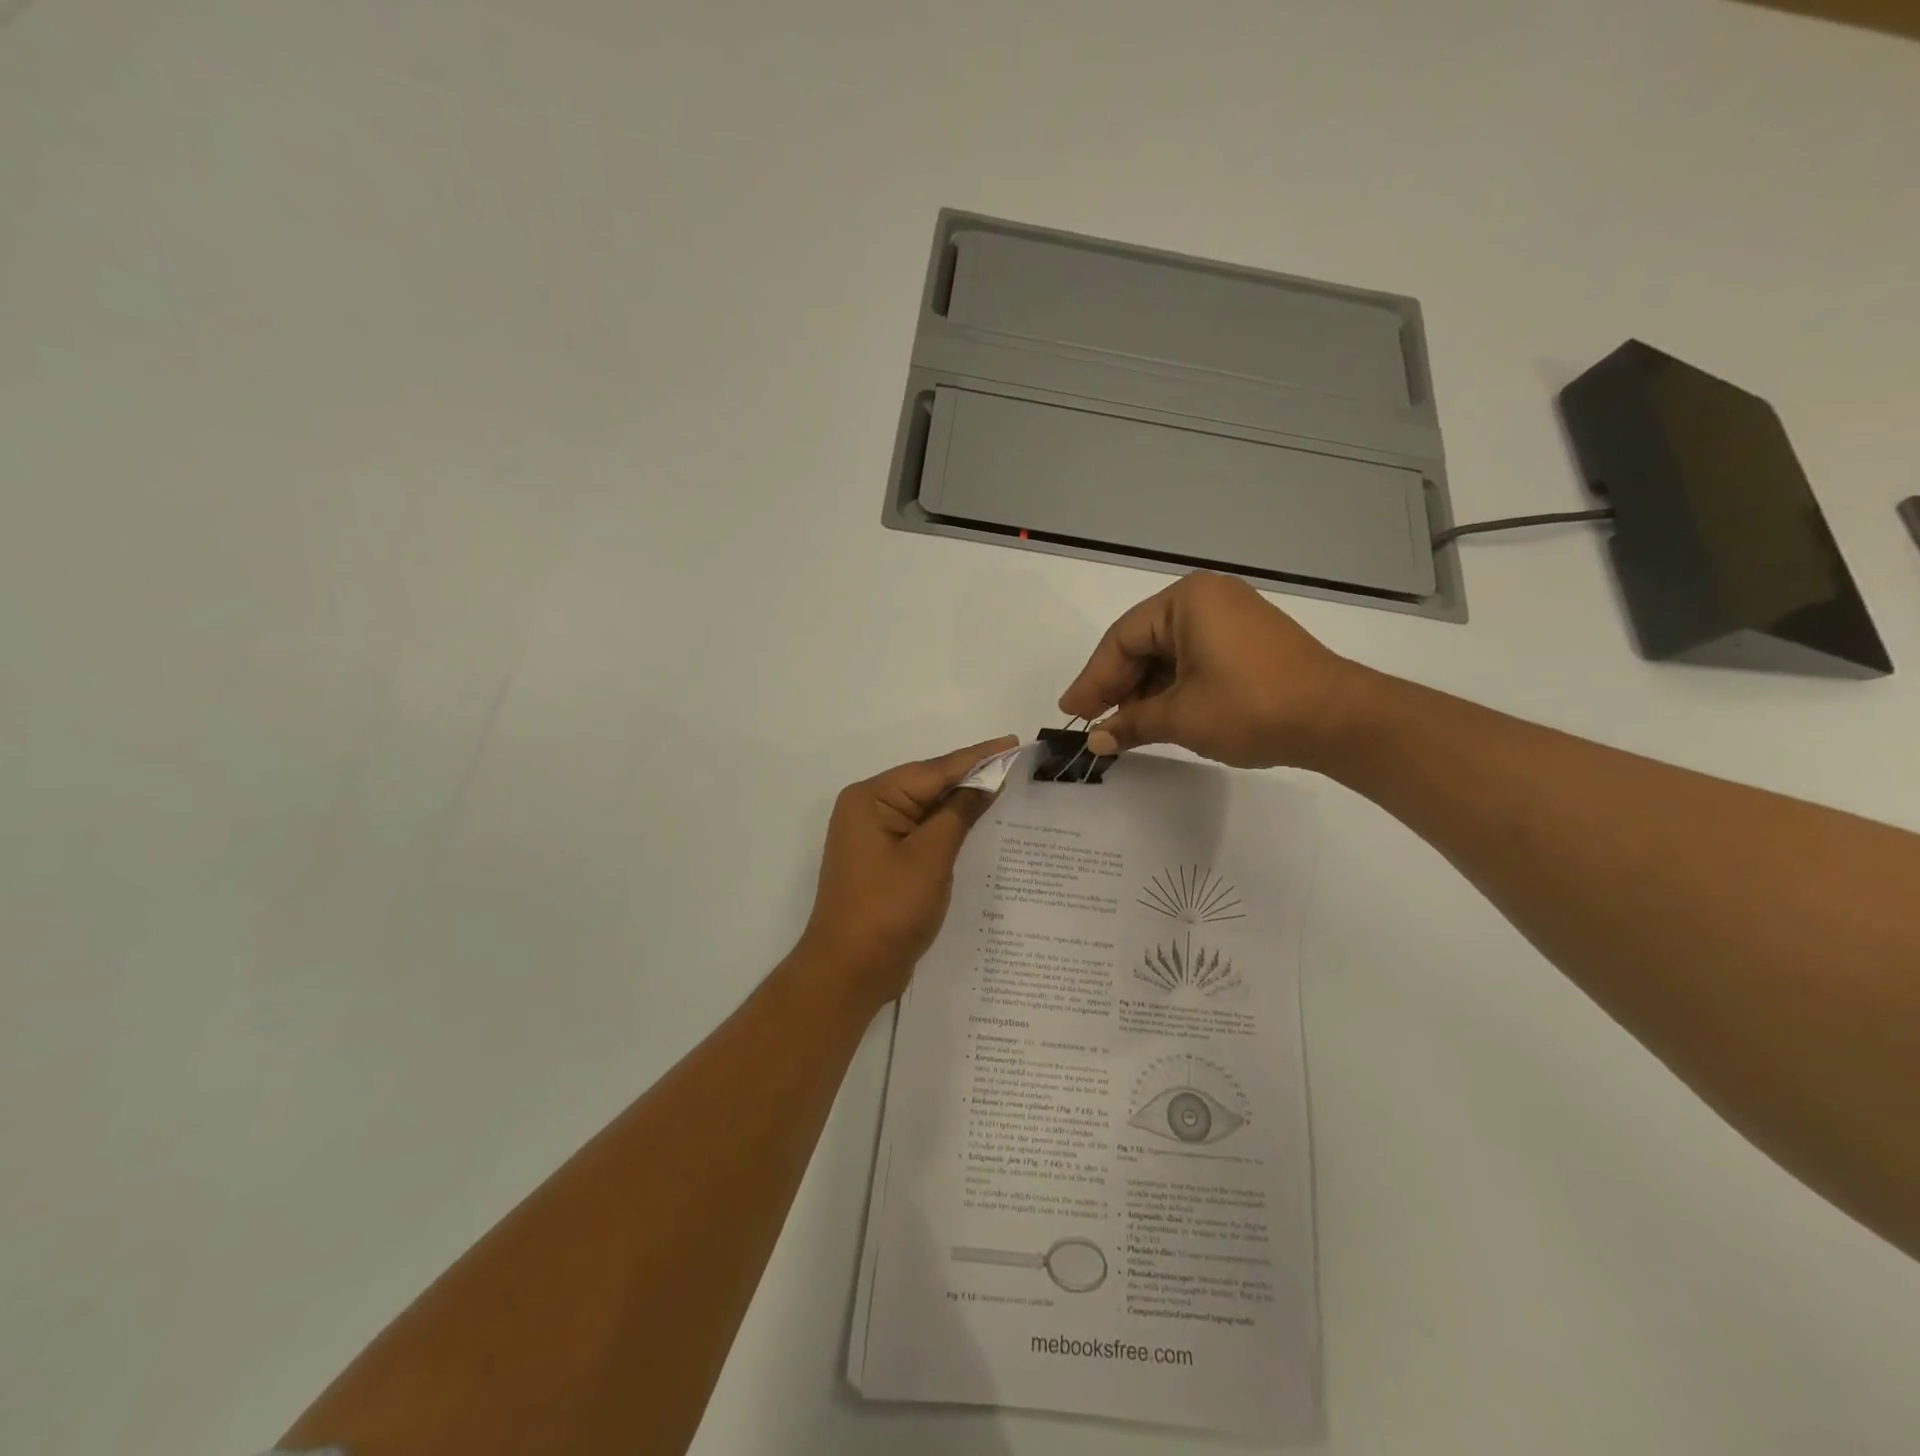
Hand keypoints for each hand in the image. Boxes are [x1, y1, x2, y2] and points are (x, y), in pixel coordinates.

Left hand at [800, 736, 1018, 1006]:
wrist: (849, 972)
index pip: (933, 770)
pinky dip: (949, 827)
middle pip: (928, 785)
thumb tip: (985, 782)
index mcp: (871, 799)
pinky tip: (977, 822)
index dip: (977, 757)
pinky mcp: (883, 860)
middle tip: (1015, 763)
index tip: (1012, 742)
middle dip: (970, 776)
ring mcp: (874, 836)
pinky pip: (922, 832)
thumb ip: (958, 814)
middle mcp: (868, 809)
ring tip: (1004, 785)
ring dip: (961, 802)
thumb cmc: (888, 910)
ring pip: (927, 808)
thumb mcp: (930, 858)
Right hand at [1059, 572, 1365, 769]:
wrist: (1337, 720)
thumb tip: (1097, 741)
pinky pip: (1194, 660)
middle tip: (1092, 722)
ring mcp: (1231, 619)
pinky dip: (1172, 688)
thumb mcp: (1181, 717)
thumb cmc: (1250, 707)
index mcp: (1187, 601)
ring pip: (1168, 655)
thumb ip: (1131, 724)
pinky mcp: (1249, 643)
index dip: (1093, 680)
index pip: (1122, 640)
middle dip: (1117, 686)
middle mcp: (1207, 599)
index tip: (1072, 713)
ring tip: (1122, 728)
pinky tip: (1157, 716)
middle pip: (1143, 644)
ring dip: (1144, 692)